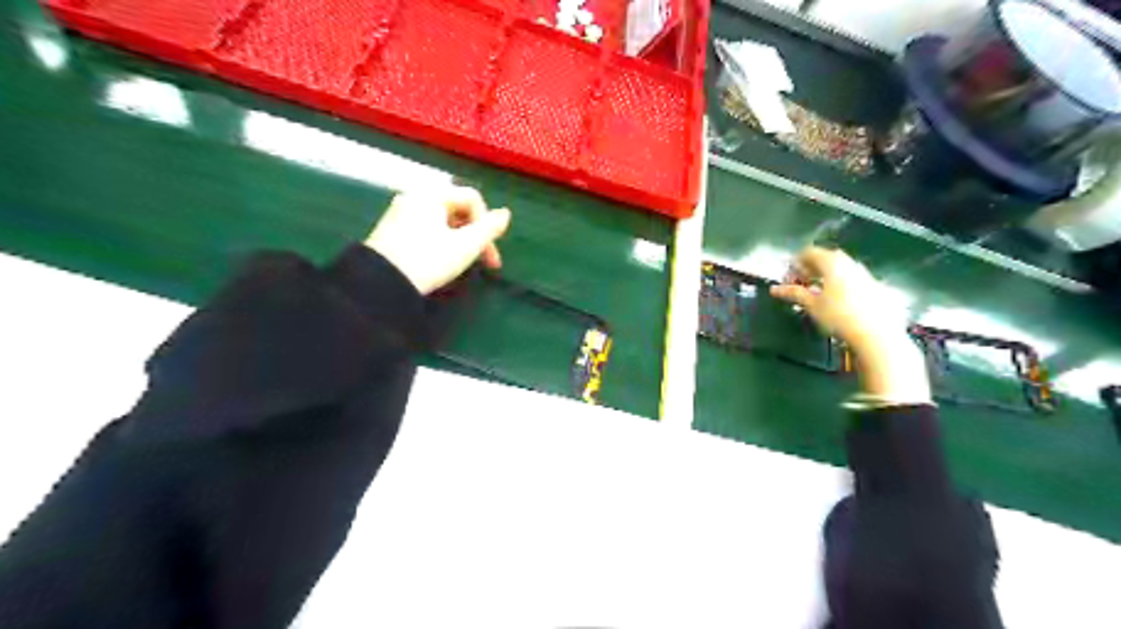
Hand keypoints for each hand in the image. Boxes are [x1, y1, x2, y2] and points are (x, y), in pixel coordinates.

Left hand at [364, 188, 511, 295]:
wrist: (380, 283)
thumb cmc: (428, 260)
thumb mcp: (465, 247)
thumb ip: (489, 229)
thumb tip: (506, 214)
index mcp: (433, 195)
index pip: (472, 199)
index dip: (488, 225)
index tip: (491, 256)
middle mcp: (415, 196)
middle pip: (457, 209)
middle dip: (475, 234)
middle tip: (483, 262)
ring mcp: (400, 212)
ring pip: (441, 220)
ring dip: (460, 239)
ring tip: (463, 263)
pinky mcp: (390, 230)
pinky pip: (425, 228)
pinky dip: (441, 241)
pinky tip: (441, 261)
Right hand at [772, 245, 928, 403]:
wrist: (877, 335)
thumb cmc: (838, 317)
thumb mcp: (812, 305)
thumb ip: (794, 293)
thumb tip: (774, 289)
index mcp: (833, 263)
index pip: (810, 252)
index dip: (796, 262)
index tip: (789, 277)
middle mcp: (851, 264)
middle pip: (828, 258)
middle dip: (812, 268)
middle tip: (801, 283)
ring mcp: (867, 275)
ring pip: (843, 268)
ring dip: (828, 276)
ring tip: (819, 293)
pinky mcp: (878, 288)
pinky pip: (855, 279)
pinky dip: (843, 284)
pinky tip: (840, 302)